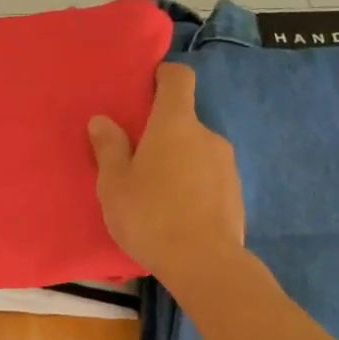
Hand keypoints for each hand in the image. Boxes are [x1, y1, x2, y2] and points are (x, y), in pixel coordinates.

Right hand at [88, 63, 243, 285]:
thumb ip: (108, 148)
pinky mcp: (235, 193)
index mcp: (175, 124)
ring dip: (178, 163)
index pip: (178, 78)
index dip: (163, 76)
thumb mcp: (114, 184)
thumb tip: (102, 120)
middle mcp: (206, 135)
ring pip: (196, 152)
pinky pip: (208, 178)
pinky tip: (176, 215)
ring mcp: (226, 164)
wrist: (204, 263)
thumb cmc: (150, 215)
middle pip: (183, 120)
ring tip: (155, 195)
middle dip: (162, 134)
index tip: (145, 89)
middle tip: (136, 161)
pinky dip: (193, 186)